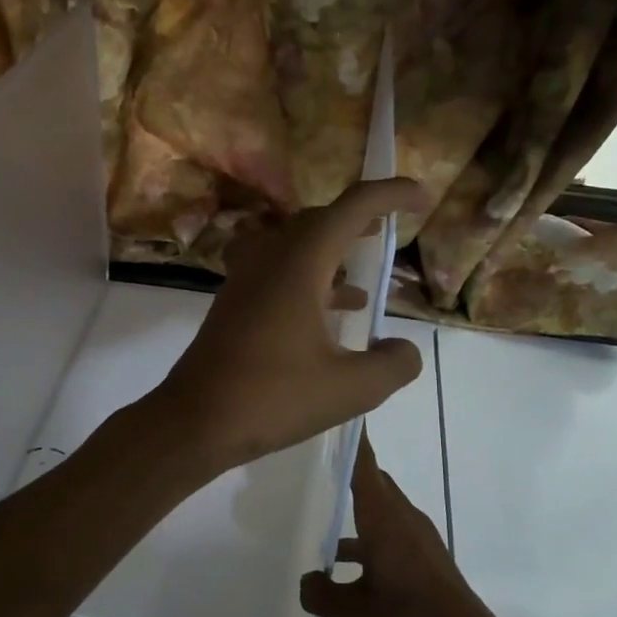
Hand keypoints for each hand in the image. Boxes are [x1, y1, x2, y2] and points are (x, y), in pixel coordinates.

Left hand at [150, 179, 427, 475]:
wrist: (195, 421)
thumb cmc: (272, 398)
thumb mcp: (350, 389)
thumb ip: (392, 364)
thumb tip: (405, 349)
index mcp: (298, 264)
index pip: (350, 208)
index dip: (389, 194)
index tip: (421, 198)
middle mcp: (268, 259)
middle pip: (318, 221)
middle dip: (357, 220)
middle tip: (389, 229)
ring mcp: (245, 281)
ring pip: (293, 246)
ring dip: (330, 251)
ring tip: (365, 275)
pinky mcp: (234, 305)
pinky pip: (275, 273)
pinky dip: (307, 280)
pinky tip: (329, 316)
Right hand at [299, 435, 506, 616]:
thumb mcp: (354, 615)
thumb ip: (321, 593)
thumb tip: (306, 579)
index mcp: (385, 521)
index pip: (364, 468)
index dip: (351, 442)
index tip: (336, 417)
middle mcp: (404, 520)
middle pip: (374, 483)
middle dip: (349, 470)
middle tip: (315, 462)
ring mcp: (419, 540)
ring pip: (383, 510)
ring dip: (357, 509)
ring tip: (322, 516)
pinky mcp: (428, 560)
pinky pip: (391, 533)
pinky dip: (369, 537)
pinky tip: (346, 569)